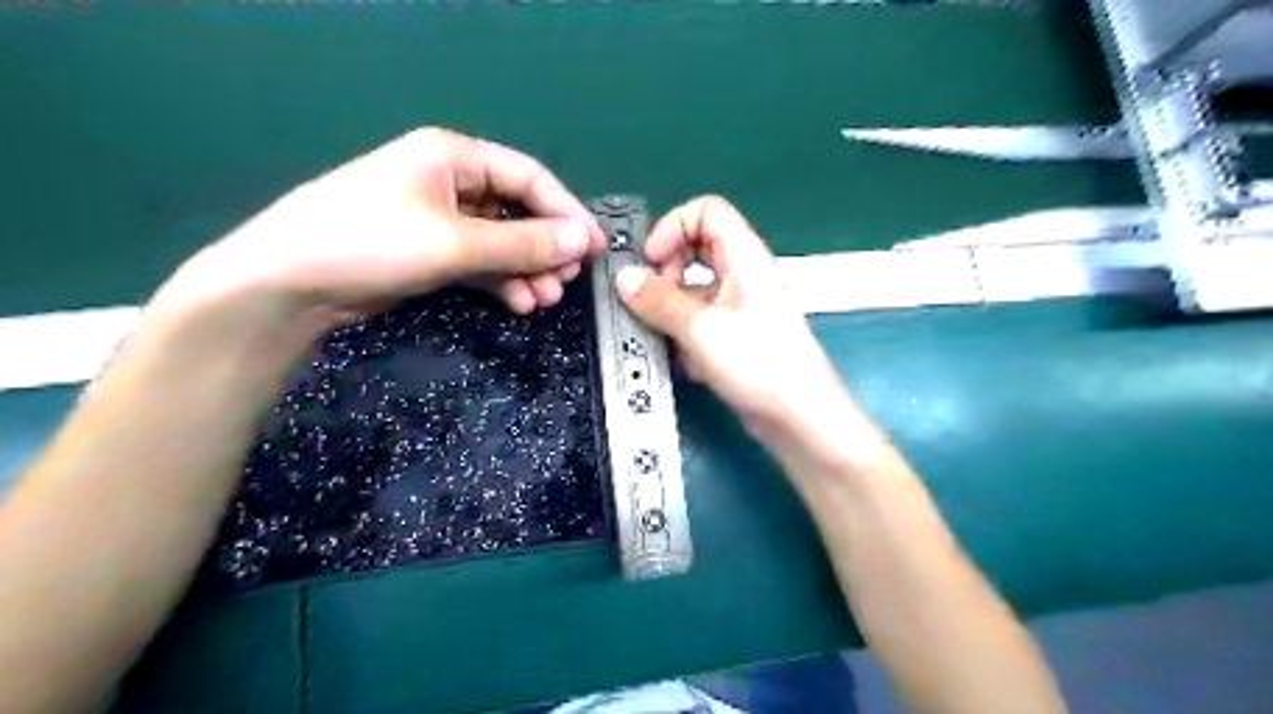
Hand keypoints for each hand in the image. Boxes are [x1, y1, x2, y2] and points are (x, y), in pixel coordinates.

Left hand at [149, 127, 606, 332]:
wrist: (290, 285)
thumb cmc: (372, 243)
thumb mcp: (455, 242)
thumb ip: (524, 243)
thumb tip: (583, 240)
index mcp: (454, 157)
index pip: (528, 178)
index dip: (566, 211)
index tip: (594, 246)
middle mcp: (450, 182)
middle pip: (518, 211)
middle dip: (546, 247)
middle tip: (569, 278)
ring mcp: (440, 219)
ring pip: (501, 241)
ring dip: (527, 269)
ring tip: (546, 299)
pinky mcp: (430, 252)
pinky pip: (481, 262)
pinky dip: (502, 281)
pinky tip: (520, 302)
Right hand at [614, 192, 847, 431]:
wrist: (799, 418)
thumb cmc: (759, 364)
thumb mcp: (701, 328)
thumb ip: (659, 301)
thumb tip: (624, 278)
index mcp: (744, 257)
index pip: (706, 211)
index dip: (673, 226)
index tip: (651, 260)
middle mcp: (742, 275)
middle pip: (696, 248)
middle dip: (667, 270)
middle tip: (650, 298)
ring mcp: (739, 307)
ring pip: (693, 290)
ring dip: (672, 310)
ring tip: (663, 336)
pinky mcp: (734, 337)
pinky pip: (700, 322)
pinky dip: (686, 337)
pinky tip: (687, 364)